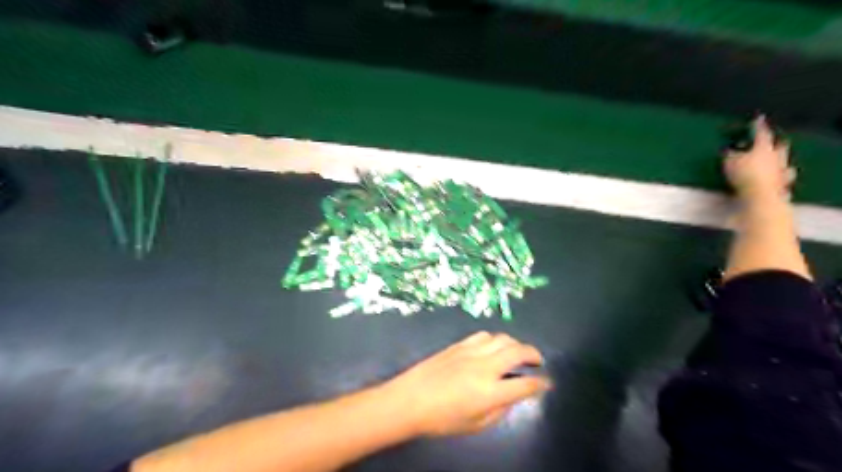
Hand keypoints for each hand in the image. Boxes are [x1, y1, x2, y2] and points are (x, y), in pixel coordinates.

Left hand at [382, 331, 553, 433]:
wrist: (410, 399)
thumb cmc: (442, 419)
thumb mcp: (475, 425)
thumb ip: (499, 410)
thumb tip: (512, 396)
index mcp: (490, 392)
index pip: (525, 384)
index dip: (540, 383)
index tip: (547, 382)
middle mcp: (485, 367)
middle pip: (518, 351)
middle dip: (534, 354)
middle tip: (537, 361)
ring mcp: (471, 352)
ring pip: (502, 338)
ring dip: (515, 344)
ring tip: (517, 352)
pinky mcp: (459, 344)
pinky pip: (483, 335)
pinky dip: (495, 339)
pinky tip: (493, 347)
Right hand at [724, 116, 796, 200]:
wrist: (760, 195)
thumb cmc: (745, 174)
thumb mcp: (730, 162)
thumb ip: (730, 155)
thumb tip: (729, 151)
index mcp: (763, 148)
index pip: (761, 134)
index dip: (758, 126)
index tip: (758, 119)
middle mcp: (776, 157)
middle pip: (779, 146)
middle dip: (775, 143)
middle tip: (771, 142)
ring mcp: (781, 172)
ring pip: (784, 163)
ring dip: (779, 161)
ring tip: (775, 162)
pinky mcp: (781, 186)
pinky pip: (782, 179)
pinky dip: (779, 178)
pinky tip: (776, 180)